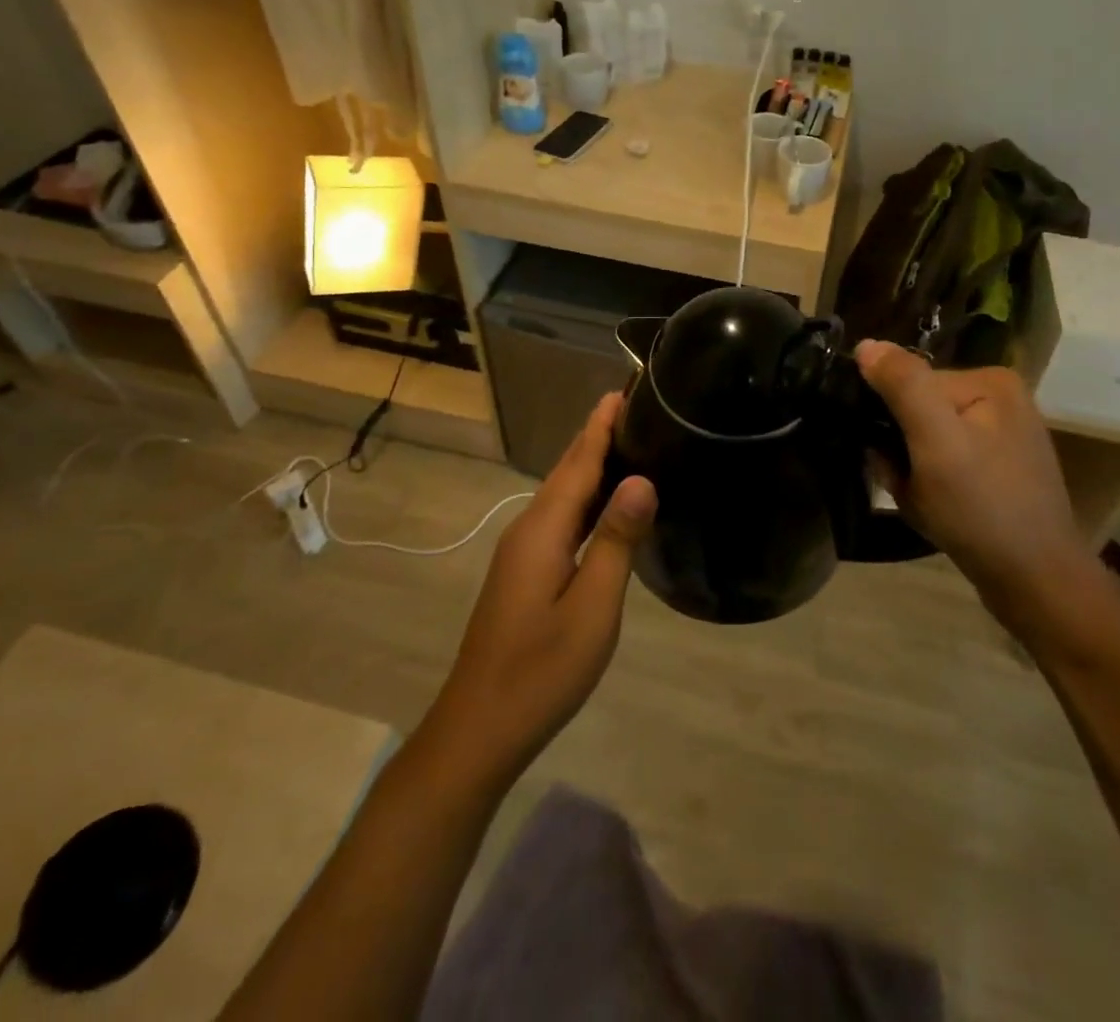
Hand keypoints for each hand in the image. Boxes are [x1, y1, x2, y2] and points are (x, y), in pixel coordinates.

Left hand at [423, 393, 655, 783]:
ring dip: (591, 467)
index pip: (578, 462)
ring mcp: (522, 553)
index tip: (622, 390)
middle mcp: (527, 530)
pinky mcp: (524, 574)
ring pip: (561, 497)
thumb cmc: (542, 669)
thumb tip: (640, 478)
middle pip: (566, 472)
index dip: (600, 426)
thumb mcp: (592, 606)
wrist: (479, 729)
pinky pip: (559, 519)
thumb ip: (615, 540)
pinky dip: (585, 500)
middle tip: (634, 410)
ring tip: (627, 445)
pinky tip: (605, 507)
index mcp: (542, 529)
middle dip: (596, 438)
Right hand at [856, 341, 1081, 599]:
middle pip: (918, 410)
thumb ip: (902, 385)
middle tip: (907, 484)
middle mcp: (1000, 400)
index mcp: (990, 381)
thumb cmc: (982, 507)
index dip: (891, 420)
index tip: (891, 457)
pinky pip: (944, 462)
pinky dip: (928, 484)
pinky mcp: (998, 471)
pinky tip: (937, 510)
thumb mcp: (935, 439)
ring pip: (926, 440)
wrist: (1035, 583)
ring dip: (910, 469)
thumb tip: (866, 345)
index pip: (913, 382)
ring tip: (923, 500)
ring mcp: (1001, 437)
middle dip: (901, 447)